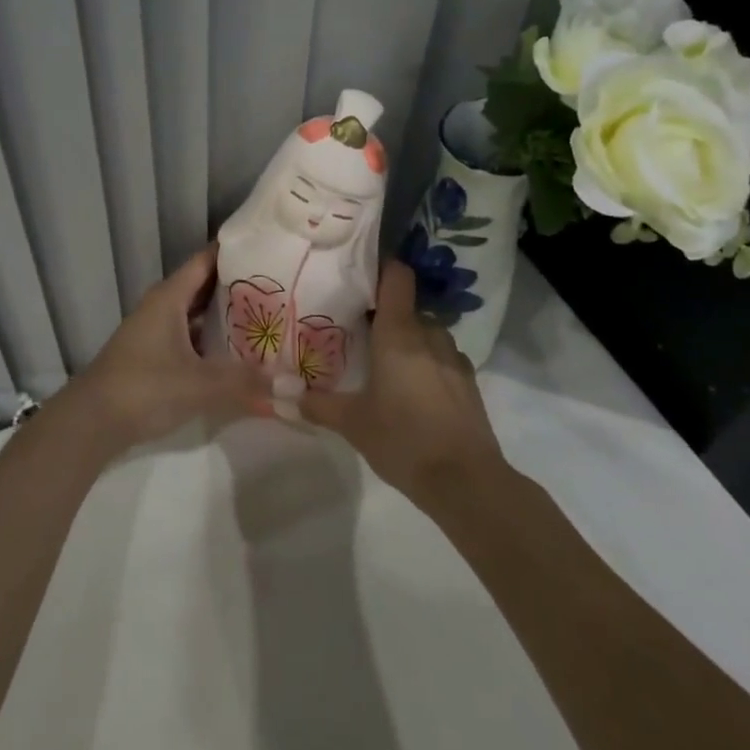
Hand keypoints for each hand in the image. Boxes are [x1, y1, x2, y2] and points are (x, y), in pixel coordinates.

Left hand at [64, 246, 266, 453]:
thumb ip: (244, 381)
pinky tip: (237, 352)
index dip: (236, 251)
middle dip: (239, 285)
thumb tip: (290, 382)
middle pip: (204, 285)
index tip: (269, 247)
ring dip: (226, 314)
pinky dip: (212, 339)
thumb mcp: (199, 384)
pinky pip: (190, 335)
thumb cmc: (144, 388)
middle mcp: (162, 306)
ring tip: (267, 316)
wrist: (91, 422)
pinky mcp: (154, 355)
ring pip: (197, 313)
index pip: (206, 260)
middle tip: (280, 285)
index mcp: (169, 297)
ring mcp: (156, 330)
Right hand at [300, 261, 506, 507]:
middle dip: (386, 315)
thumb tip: (280, 393)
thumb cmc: (403, 439)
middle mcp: (429, 334)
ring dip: (408, 340)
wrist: (466, 482)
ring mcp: (454, 357)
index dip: (381, 267)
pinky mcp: (469, 382)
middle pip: (407, 307)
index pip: (397, 276)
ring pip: (427, 333)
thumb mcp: (352, 423)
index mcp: (399, 332)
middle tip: (359, 331)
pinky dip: (428, 363)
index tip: (358, 274)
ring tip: (385, 363)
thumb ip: (317, 404)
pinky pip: (443, 357)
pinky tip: (414, 390)